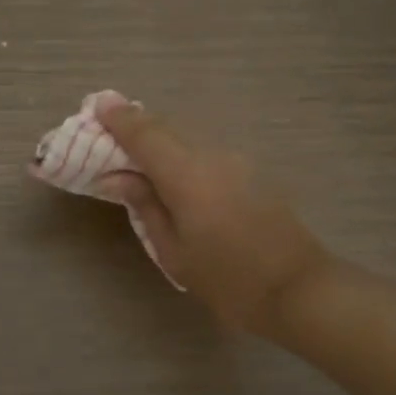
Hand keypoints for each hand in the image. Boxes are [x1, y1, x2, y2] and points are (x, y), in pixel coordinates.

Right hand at [96, 101, 331, 337]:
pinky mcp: (251, 171)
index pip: (144, 134)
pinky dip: (182, 153)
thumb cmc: (227, 279)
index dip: (118, 118)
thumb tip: (118, 177)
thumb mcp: (174, 251)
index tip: (97, 105)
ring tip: (137, 155)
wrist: (298, 289)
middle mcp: (211, 156)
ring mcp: (236, 161)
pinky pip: (205, 152)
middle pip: (166, 129)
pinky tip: (174, 173)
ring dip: (160, 141)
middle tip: (109, 131)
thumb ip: (145, 205)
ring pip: (187, 139)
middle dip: (135, 126)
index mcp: (186, 175)